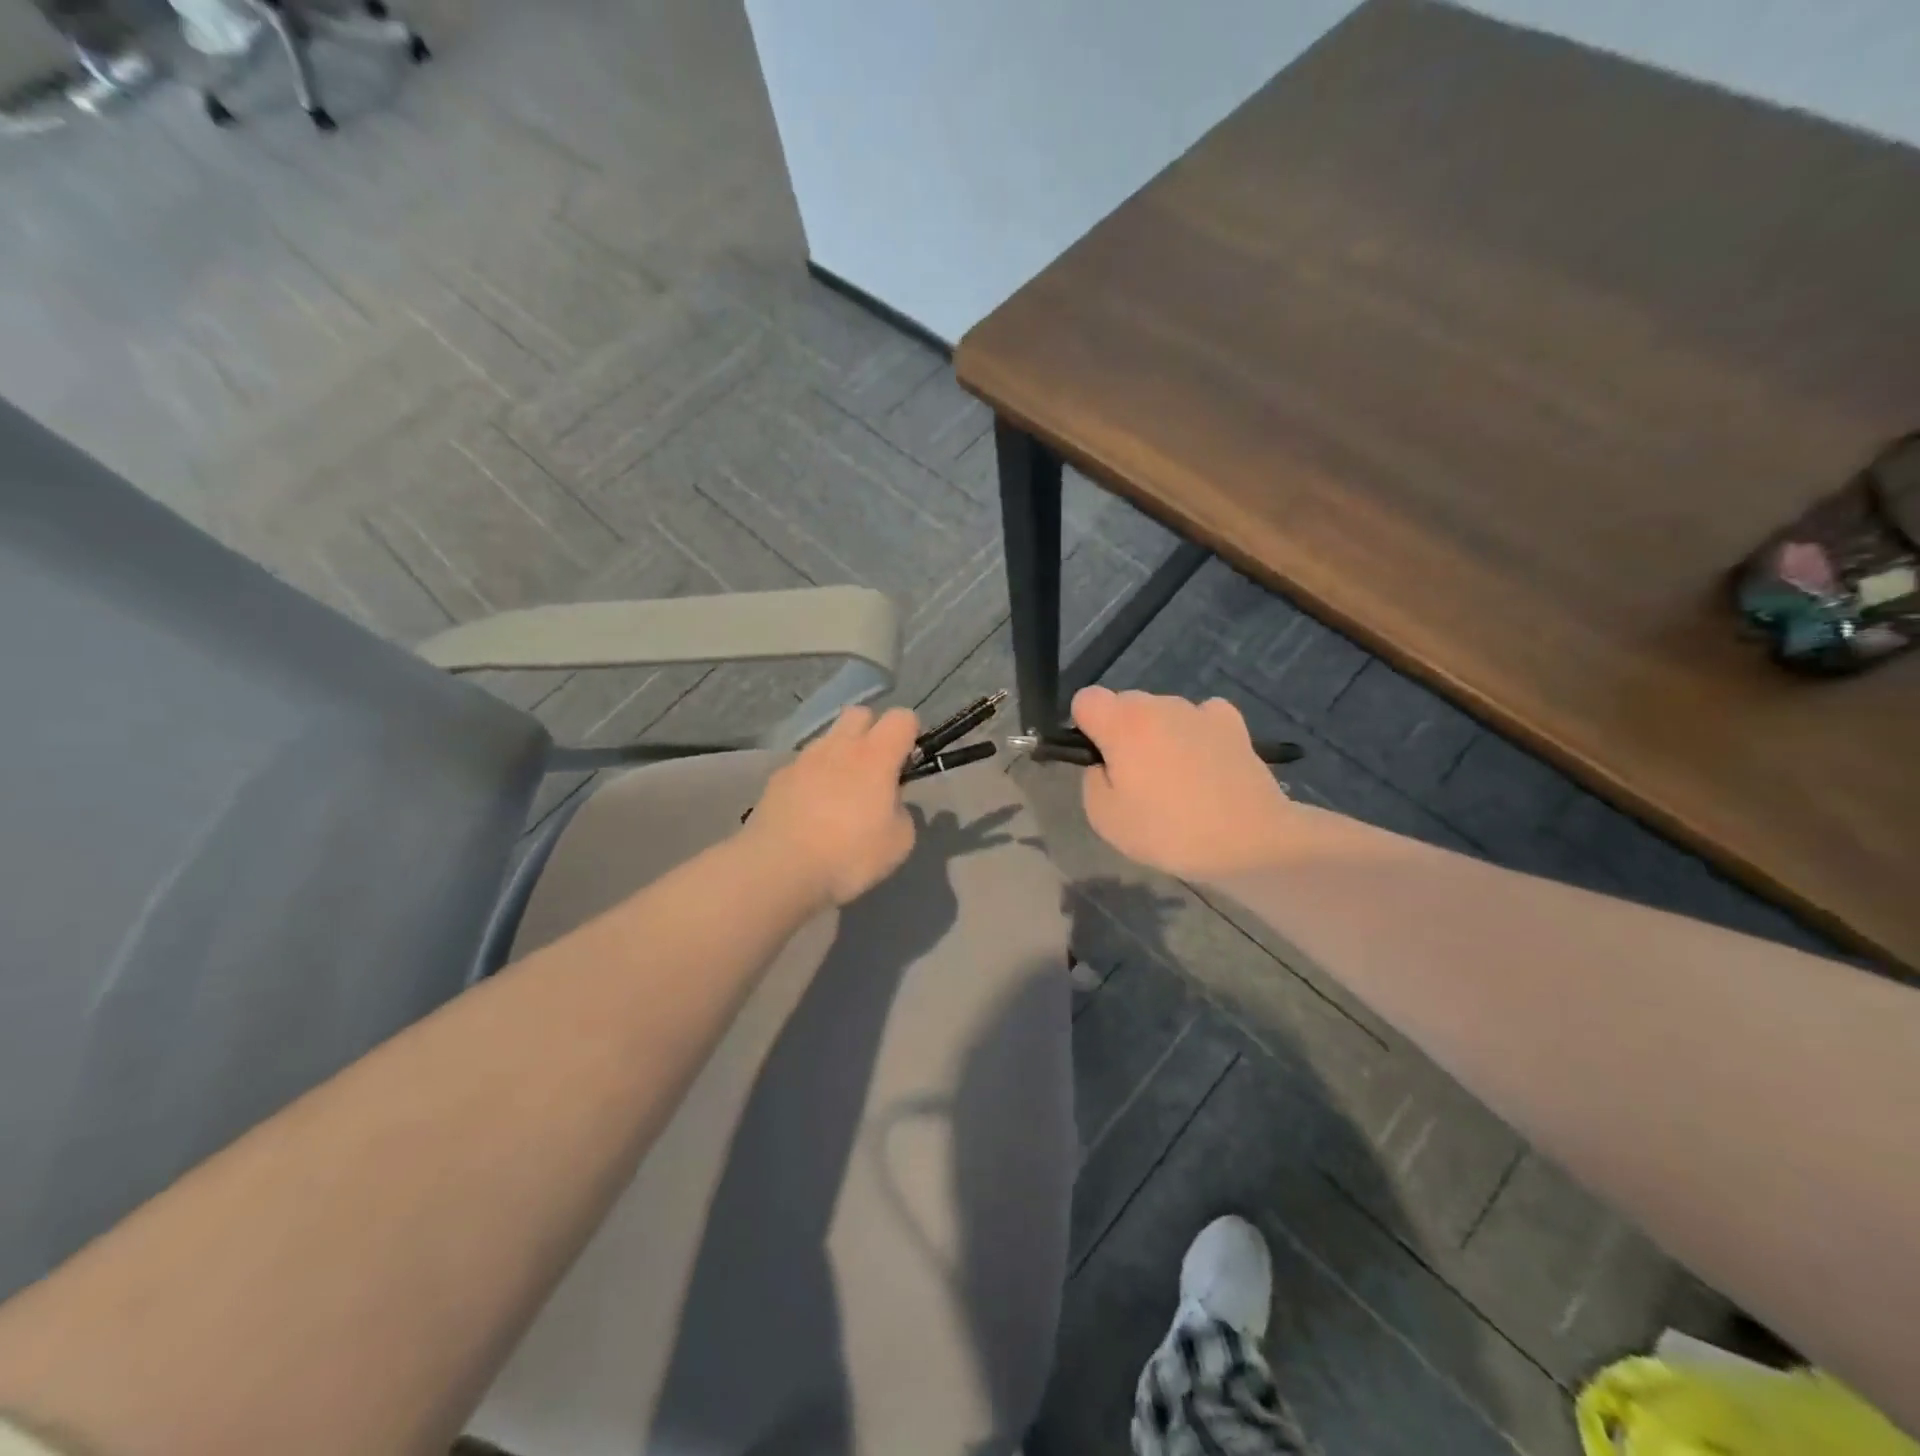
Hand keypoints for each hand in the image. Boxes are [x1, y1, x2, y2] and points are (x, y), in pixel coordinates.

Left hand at [744, 705, 919, 906]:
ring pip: (828, 739)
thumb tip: (890, 803)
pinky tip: (809, 812)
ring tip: (839, 796)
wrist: (778, 869)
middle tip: (874, 771)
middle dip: (872, 732)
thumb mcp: (899, 842)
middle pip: (860, 714)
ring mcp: (803, 759)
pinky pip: (803, 767)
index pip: (902, 717)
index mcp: (876, 755)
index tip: (908, 762)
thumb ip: (902, 812)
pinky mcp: (777, 778)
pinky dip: (812, 779)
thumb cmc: (849, 855)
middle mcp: (839, 746)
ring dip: (839, 756)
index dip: (910, 734)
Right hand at [1072, 686, 1293, 880]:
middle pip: (1124, 704)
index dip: (1085, 726)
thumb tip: (1105, 764)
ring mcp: (1198, 710)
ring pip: (1162, 712)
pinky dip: (1196, 733)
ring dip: (1159, 734)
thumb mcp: (1104, 819)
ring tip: (1178, 779)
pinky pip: (1200, 717)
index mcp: (1122, 723)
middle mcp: (1158, 704)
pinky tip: (1206, 763)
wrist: (1249, 840)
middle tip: (1137, 778)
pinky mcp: (1232, 723)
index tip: (1099, 759)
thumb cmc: (1169, 831)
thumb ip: (1092, 779)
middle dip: (1122, 731)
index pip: (1085, 699)